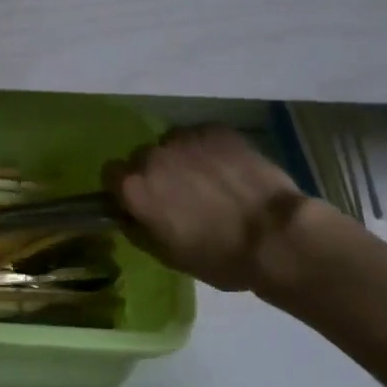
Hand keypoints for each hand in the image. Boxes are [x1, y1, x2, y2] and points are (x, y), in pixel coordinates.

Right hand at [105, 125, 308, 291]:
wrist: (275, 236)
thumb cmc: (218, 256)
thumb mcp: (167, 255)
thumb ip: (138, 228)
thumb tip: (130, 215)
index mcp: (135, 187)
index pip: (111, 174)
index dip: (125, 189)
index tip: (142, 202)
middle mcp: (153, 155)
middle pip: (143, 157)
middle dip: (156, 173)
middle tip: (179, 195)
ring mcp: (187, 138)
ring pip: (173, 144)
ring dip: (182, 159)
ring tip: (208, 181)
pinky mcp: (217, 130)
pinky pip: (202, 137)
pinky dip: (208, 150)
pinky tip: (228, 170)